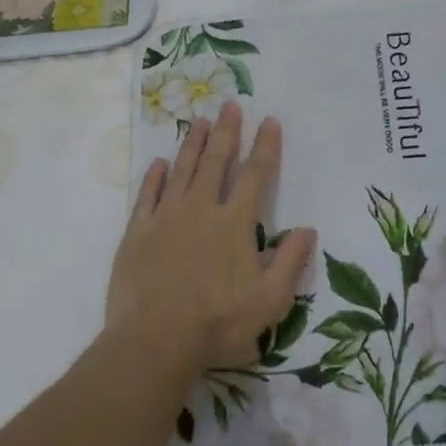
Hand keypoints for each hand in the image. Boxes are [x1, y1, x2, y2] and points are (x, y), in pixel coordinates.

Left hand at [107, 100, 315, 374]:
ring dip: (193, 144)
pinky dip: (154, 177)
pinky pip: (147, 195)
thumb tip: (308, 229)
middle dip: (226, 131)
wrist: (154, 340)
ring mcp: (166, 217)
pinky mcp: (138, 232)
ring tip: (199, 120)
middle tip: (230, 104)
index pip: (256, 175)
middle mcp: (202, 209)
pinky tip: (159, 163)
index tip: (269, 121)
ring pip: (183, 170)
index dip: (265, 146)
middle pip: (217, 161)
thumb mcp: (269, 301)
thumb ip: (290, 262)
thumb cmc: (217, 323)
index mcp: (235, 223)